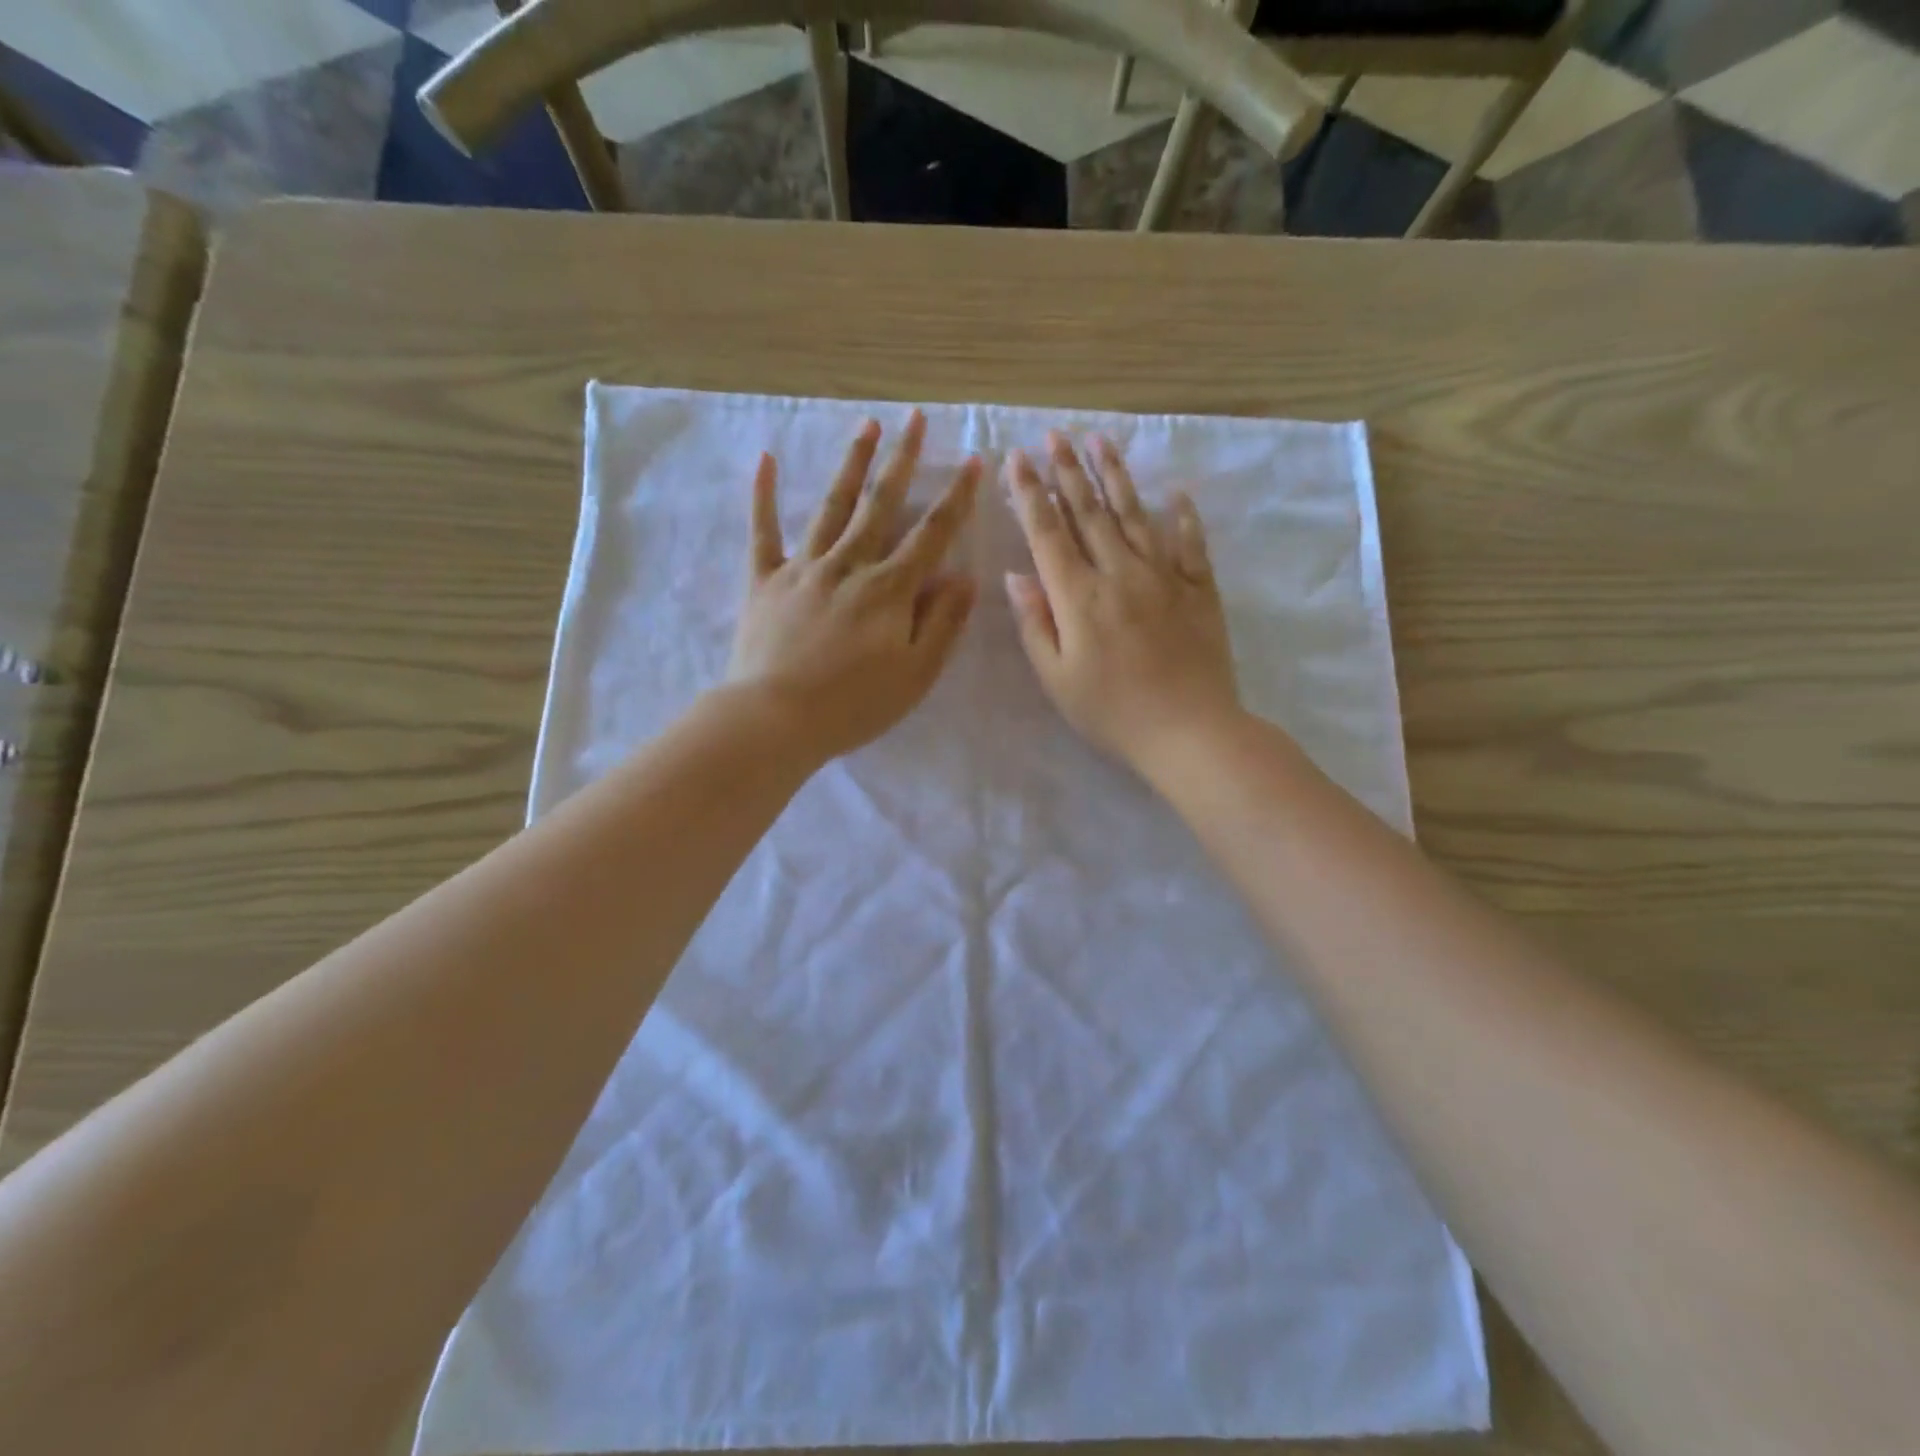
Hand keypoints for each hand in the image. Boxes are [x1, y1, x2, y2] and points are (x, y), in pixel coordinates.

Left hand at [727, 410, 980, 761]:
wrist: (775, 719)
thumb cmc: (854, 705)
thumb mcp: (916, 674)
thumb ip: (943, 623)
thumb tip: (965, 577)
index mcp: (890, 589)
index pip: (932, 535)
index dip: (955, 498)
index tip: (972, 461)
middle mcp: (849, 565)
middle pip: (880, 505)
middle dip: (901, 459)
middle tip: (914, 419)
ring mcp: (803, 568)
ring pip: (831, 506)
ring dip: (851, 464)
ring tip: (866, 425)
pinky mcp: (764, 581)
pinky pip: (763, 531)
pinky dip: (763, 495)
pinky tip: (765, 459)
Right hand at [1004, 432, 1240, 774]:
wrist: (1189, 731)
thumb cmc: (1112, 712)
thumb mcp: (1057, 678)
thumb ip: (1035, 624)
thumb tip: (1017, 576)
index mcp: (1079, 597)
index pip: (1048, 533)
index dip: (1030, 494)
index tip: (1017, 459)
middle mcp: (1120, 573)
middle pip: (1089, 512)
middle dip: (1068, 471)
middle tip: (1055, 434)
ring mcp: (1164, 577)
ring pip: (1135, 515)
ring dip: (1116, 476)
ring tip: (1101, 441)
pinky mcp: (1199, 589)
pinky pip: (1189, 543)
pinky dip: (1182, 516)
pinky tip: (1175, 494)